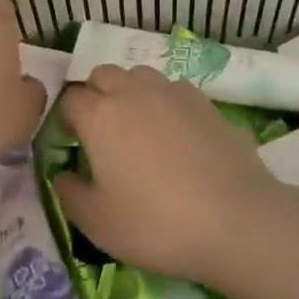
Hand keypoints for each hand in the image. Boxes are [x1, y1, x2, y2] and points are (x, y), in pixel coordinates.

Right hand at [53, 65, 282, 282]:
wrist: (235, 220)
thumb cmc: (155, 224)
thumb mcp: (97, 223)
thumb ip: (69, 194)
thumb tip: (63, 175)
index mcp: (99, 116)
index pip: (70, 100)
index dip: (66, 119)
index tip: (73, 143)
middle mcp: (133, 92)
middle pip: (103, 74)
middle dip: (96, 94)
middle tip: (102, 132)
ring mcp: (173, 93)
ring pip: (140, 74)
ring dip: (130, 91)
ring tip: (139, 127)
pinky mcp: (206, 102)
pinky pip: (174, 88)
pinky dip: (165, 101)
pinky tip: (176, 132)